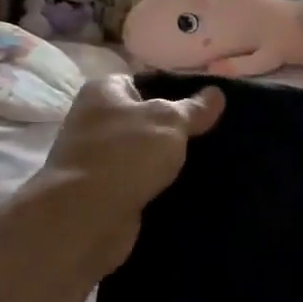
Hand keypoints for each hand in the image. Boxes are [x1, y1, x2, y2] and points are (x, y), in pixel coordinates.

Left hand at [37, 76, 224, 271]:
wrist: (85, 218)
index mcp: (103, 92)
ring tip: (208, 163)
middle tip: (212, 135)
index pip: (145, 83)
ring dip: (168, 161)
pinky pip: (139, 182)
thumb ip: (194, 108)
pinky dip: (159, 186)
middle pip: (145, 120)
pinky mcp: (103, 192)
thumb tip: (216, 93)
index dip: (175, 92)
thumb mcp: (169, 121)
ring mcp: (96, 159)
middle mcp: (94, 121)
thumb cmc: (125, 155)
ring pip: (144, 154)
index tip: (207, 106)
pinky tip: (188, 189)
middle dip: (175, 130)